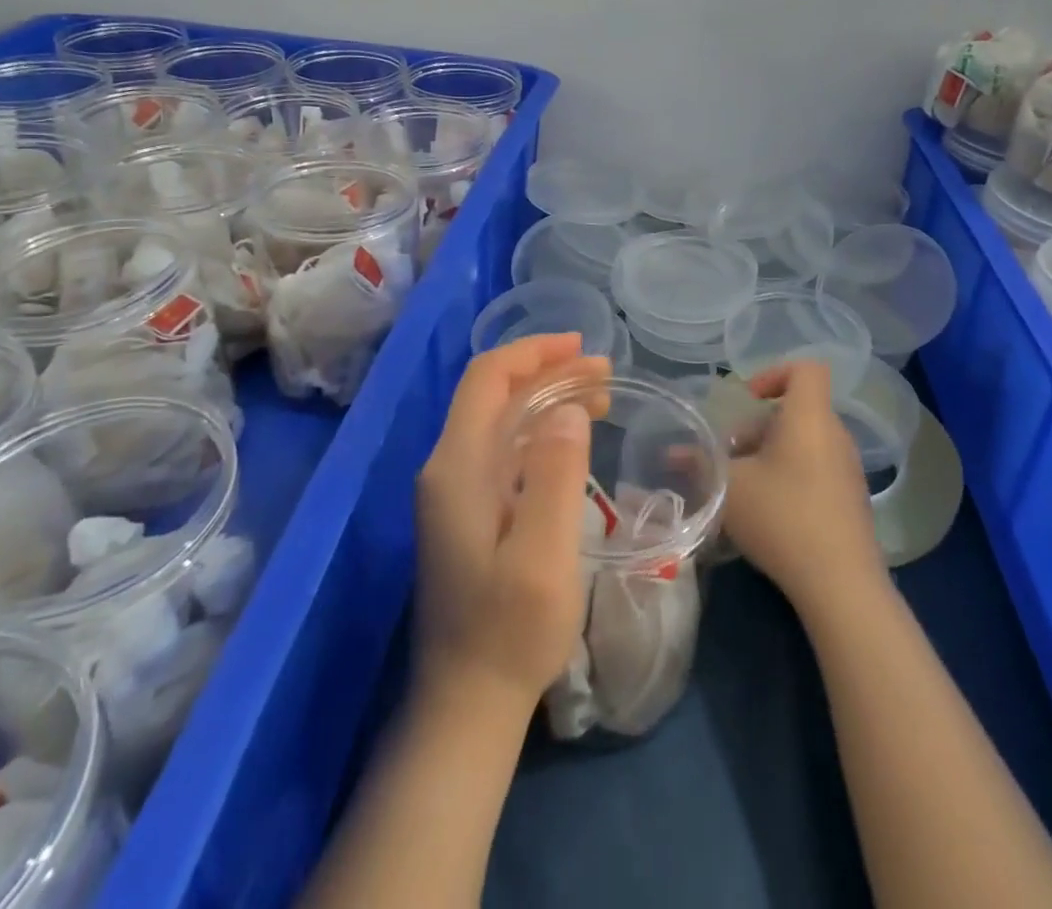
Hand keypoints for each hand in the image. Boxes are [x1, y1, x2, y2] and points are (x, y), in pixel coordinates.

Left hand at [414, 335, 607, 715]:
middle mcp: (448, 467)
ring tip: (599, 397)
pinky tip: (572, 439)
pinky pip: (503, 447)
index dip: (533, 352)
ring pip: (500, 419)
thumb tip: (567, 408)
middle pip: (493, 394)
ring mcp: (454, 490)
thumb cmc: (509, 631)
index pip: (487, 379)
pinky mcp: (466, 511)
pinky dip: (539, 429)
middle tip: (604, 373)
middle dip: (548, 372)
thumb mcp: (544, 555)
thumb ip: (555, 475)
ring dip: (546, 398)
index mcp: (458, 466)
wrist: (466, 704)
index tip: (582, 348)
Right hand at [721, 361, 886, 615]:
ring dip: (770, 453)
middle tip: (730, 455)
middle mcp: (835, 435)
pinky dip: (789, 475)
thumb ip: (700, 464)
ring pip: (803, 441)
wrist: (841, 585)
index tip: (746, 400)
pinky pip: (816, 468)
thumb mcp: (729, 488)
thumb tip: (672, 454)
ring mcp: (848, 469)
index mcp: (810, 417)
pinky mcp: (851, 500)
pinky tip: (767, 512)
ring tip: (742, 486)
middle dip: (757, 426)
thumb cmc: (782, 518)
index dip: (774, 373)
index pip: (806, 369)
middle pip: (796, 410)